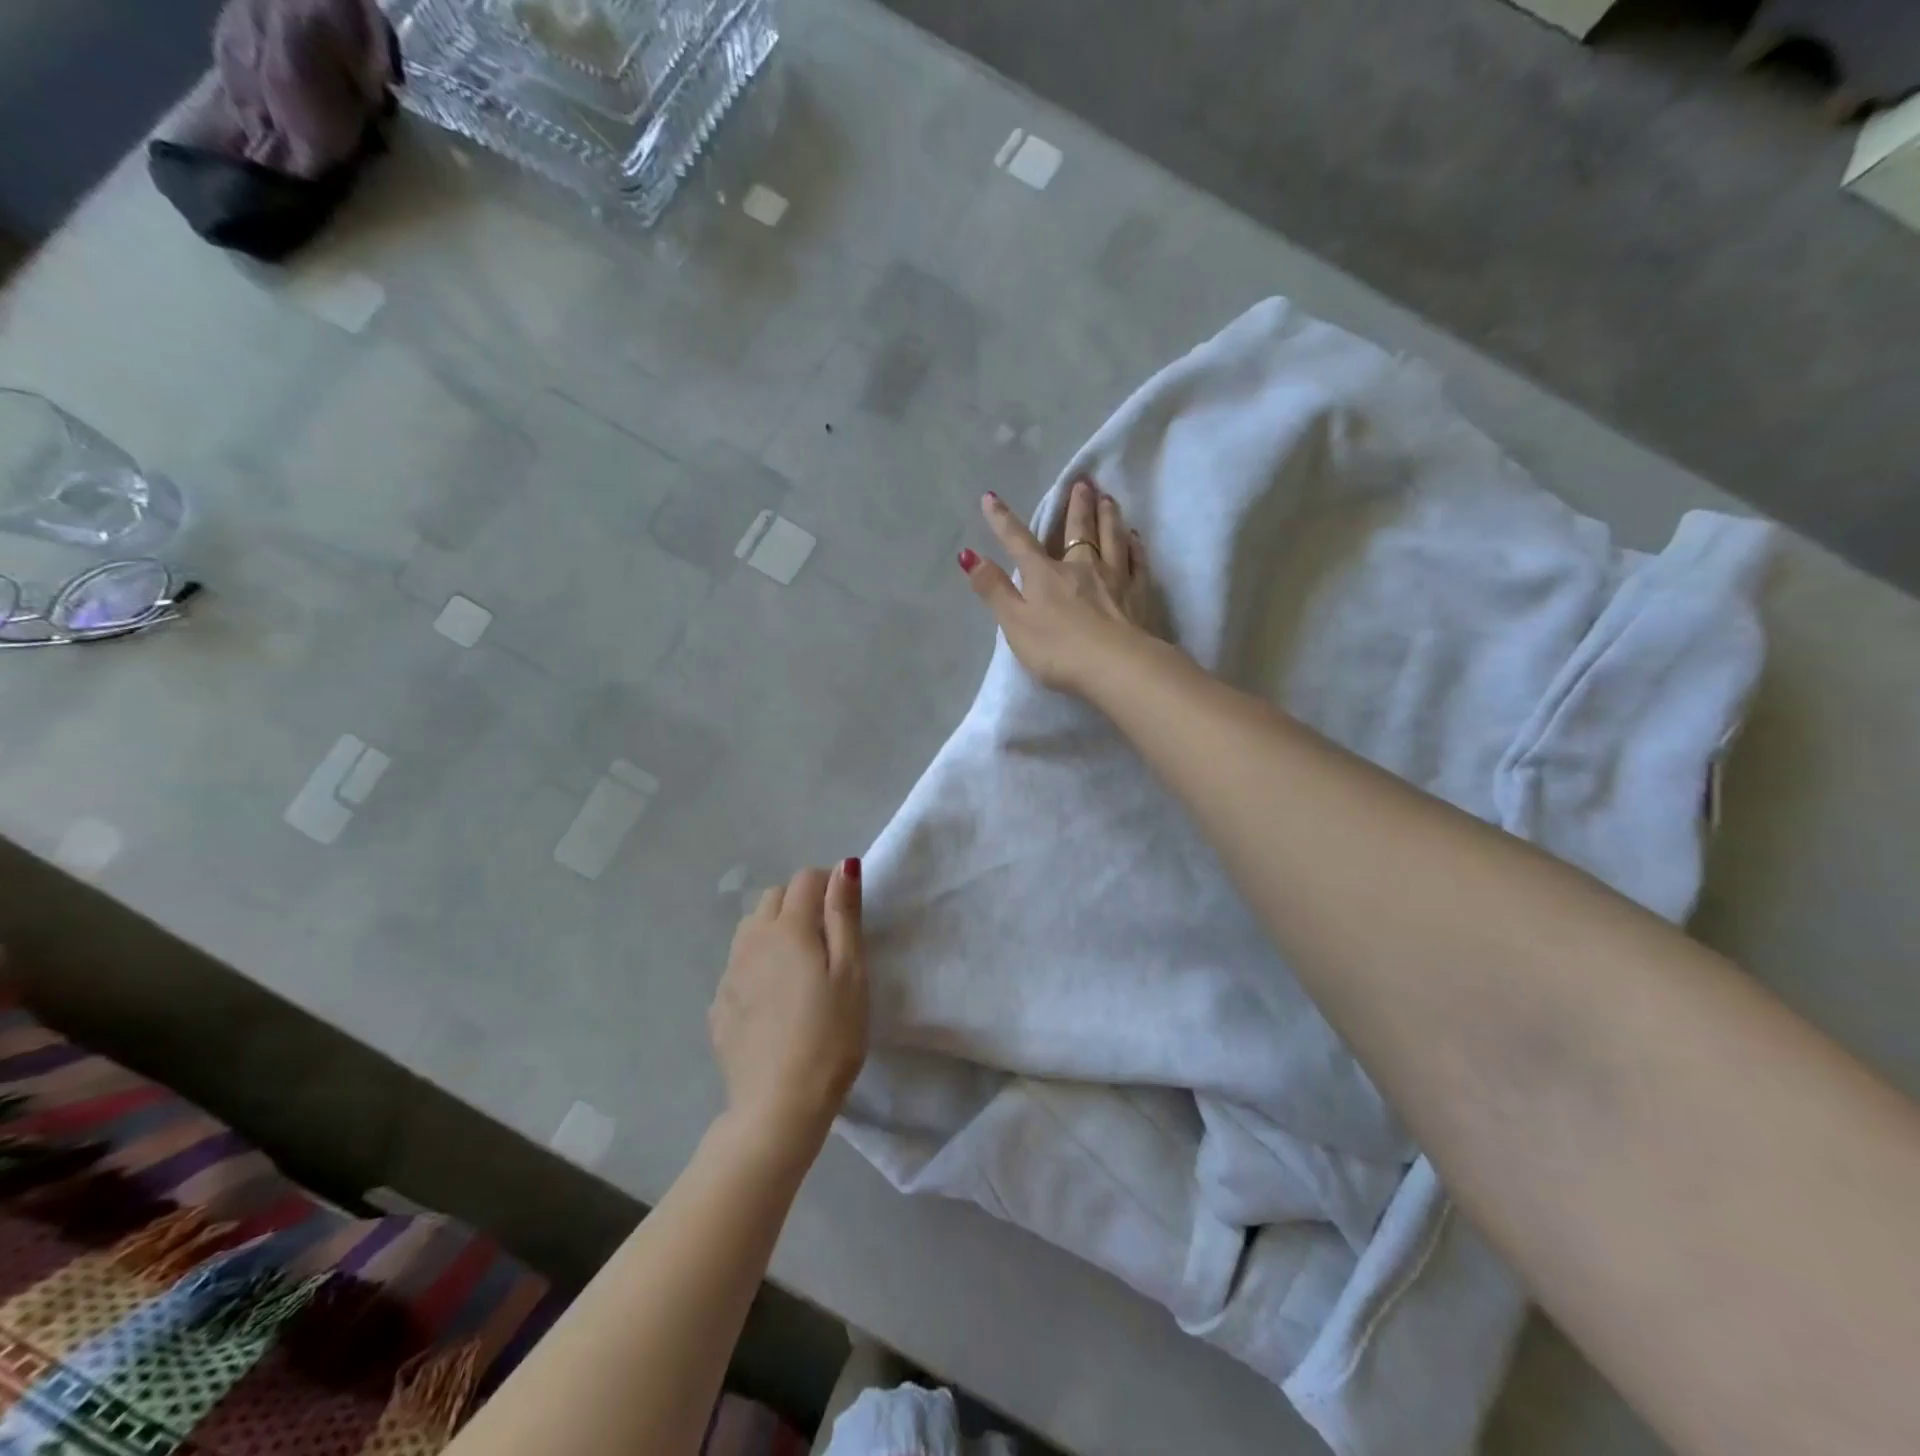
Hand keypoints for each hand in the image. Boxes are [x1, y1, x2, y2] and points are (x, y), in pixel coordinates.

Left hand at [709, 861, 868, 1149]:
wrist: (777, 1107)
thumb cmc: (830, 1037)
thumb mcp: (851, 973)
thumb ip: (844, 915)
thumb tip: (843, 866)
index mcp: (788, 928)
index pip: (805, 879)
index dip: (829, 885)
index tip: (846, 913)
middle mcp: (751, 941)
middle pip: (773, 898)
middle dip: (800, 903)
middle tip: (827, 941)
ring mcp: (729, 974)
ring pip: (750, 930)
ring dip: (774, 931)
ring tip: (798, 968)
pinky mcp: (718, 1006)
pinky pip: (738, 966)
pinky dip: (757, 966)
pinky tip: (774, 1001)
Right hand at [959, 478, 1157, 695]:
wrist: (1115, 666)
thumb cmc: (1058, 649)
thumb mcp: (1015, 623)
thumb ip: (993, 589)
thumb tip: (969, 555)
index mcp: (1045, 575)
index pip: (1019, 541)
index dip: (1002, 520)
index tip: (991, 497)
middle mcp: (1081, 567)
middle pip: (1077, 530)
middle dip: (1076, 505)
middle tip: (1083, 482)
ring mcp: (1114, 578)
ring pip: (1111, 538)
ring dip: (1108, 516)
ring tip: (1108, 498)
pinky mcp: (1139, 595)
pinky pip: (1137, 562)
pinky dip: (1135, 546)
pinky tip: (1135, 537)